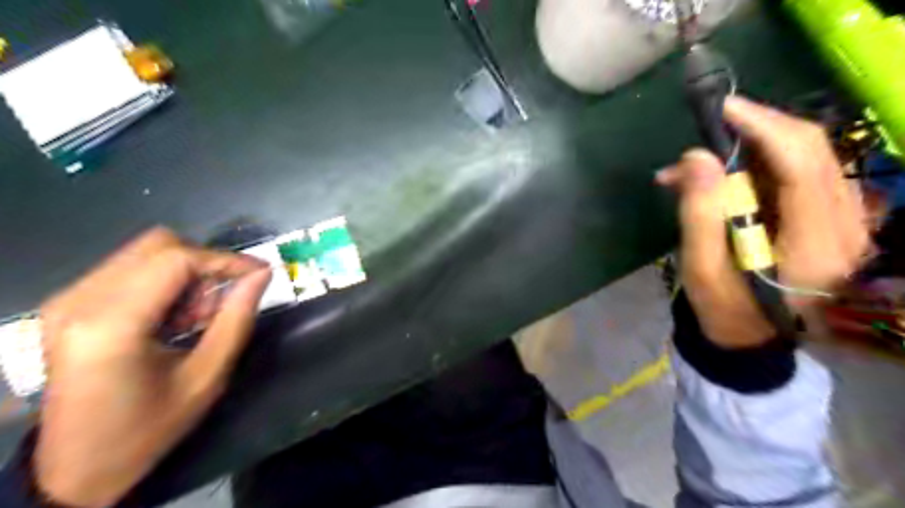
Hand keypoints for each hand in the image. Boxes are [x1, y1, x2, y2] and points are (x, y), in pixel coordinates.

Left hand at [32, 229, 270, 506]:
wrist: (77, 468)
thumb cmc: (148, 428)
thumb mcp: (207, 376)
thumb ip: (237, 319)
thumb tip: (262, 274)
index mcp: (111, 326)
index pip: (176, 260)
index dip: (226, 260)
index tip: (260, 273)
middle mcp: (80, 302)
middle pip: (158, 245)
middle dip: (205, 265)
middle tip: (222, 301)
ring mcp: (68, 300)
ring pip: (145, 253)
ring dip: (185, 275)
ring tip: (197, 316)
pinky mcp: (68, 305)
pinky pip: (130, 269)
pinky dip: (165, 283)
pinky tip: (172, 318)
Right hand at [655, 95, 872, 346]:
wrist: (751, 338)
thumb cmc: (724, 308)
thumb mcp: (702, 268)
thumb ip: (700, 213)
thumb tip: (695, 156)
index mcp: (815, 243)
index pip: (803, 164)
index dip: (765, 127)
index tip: (723, 109)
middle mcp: (845, 226)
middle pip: (812, 152)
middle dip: (759, 129)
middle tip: (710, 128)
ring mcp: (846, 223)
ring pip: (808, 158)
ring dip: (753, 149)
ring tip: (697, 165)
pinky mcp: (832, 221)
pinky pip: (801, 174)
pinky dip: (760, 165)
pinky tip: (722, 177)